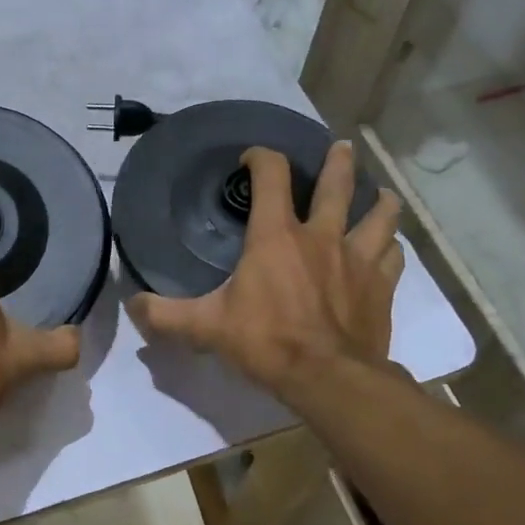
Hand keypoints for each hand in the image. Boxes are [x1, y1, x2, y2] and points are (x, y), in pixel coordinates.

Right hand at [130, 142, 404, 406]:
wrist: (329, 377)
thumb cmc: (266, 342)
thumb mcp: (206, 327)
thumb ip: (165, 315)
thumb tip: (132, 305)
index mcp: (276, 236)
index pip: (271, 176)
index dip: (262, 157)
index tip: (252, 157)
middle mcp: (320, 236)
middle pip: (336, 185)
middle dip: (338, 162)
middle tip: (341, 147)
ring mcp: (357, 259)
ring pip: (378, 217)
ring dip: (380, 201)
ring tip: (382, 194)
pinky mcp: (381, 286)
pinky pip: (393, 256)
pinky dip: (391, 247)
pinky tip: (389, 249)